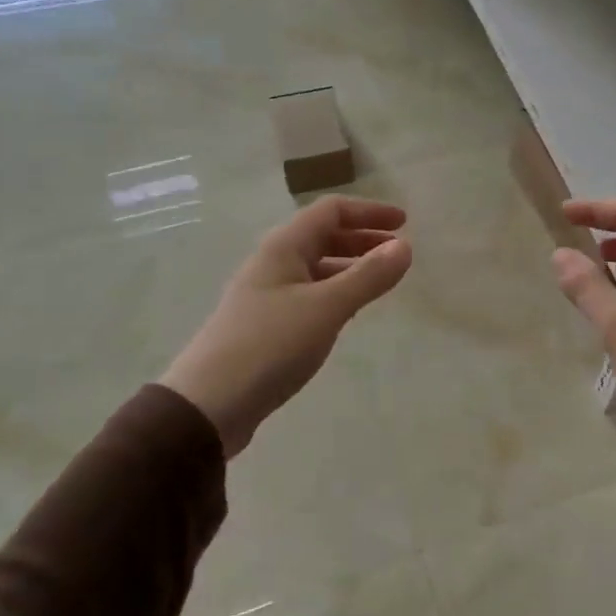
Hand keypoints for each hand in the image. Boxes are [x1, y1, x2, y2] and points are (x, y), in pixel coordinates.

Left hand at [161, 197, 411, 457]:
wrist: (209, 404)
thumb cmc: (269, 345)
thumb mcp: (326, 308)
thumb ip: (368, 277)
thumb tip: (406, 247)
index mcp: (284, 247)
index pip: (331, 211)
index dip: (369, 212)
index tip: (405, 224)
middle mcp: (274, 263)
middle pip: (323, 236)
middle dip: (363, 239)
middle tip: (398, 253)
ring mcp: (268, 294)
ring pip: (317, 267)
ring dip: (351, 266)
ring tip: (381, 282)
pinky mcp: (267, 325)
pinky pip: (310, 294)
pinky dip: (336, 293)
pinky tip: (350, 312)